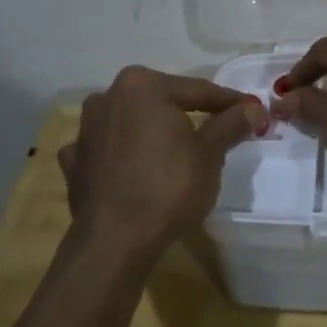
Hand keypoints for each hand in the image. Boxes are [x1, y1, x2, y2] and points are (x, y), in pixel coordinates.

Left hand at [58, 67, 265, 255]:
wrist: (115, 240)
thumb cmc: (169, 187)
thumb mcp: (210, 154)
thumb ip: (230, 124)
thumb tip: (253, 107)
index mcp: (143, 86)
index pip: (198, 90)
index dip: (229, 103)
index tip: (252, 111)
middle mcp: (108, 96)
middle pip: (162, 102)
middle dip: (188, 114)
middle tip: (218, 129)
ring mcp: (85, 129)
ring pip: (131, 122)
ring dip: (151, 130)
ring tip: (173, 149)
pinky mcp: (73, 161)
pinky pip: (106, 149)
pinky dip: (122, 153)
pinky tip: (132, 167)